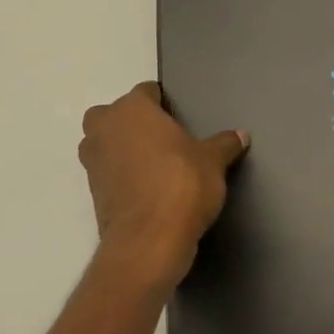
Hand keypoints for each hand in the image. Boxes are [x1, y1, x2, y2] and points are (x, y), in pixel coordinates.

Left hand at [78, 83, 247, 290]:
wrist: (149, 241)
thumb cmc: (182, 184)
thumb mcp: (213, 160)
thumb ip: (224, 144)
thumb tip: (241, 135)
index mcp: (131, 109)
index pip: (146, 92)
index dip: (164, 102)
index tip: (181, 116)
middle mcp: (104, 129)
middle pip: (115, 115)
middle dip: (134, 122)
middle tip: (164, 137)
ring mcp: (93, 162)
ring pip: (106, 143)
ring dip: (124, 148)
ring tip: (157, 163)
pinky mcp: (93, 193)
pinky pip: (109, 171)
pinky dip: (123, 175)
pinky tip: (150, 187)